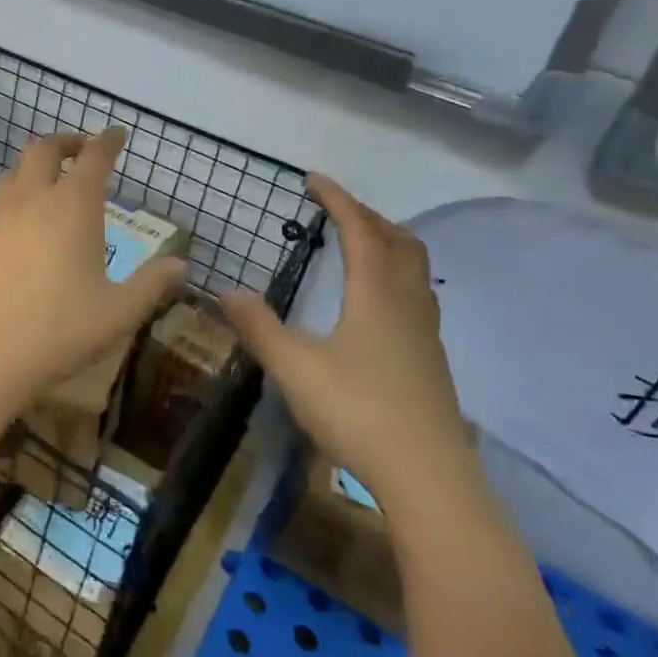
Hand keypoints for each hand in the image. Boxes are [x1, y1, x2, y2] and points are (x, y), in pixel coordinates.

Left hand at [0, 129, 187, 408]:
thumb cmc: (59, 331)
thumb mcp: (119, 312)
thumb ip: (152, 284)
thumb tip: (180, 266)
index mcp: (72, 207)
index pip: (93, 158)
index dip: (107, 141)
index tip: (116, 134)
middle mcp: (32, 200)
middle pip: (44, 149)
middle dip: (66, 142)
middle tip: (81, 151)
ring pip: (14, 172)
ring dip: (35, 167)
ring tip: (50, 184)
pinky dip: (15, 199)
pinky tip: (21, 228)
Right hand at [221, 174, 471, 507]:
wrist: (428, 477)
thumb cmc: (358, 412)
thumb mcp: (294, 368)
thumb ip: (259, 327)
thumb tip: (228, 291)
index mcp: (376, 295)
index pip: (360, 230)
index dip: (337, 199)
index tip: (312, 178)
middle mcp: (406, 305)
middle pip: (399, 242)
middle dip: (368, 216)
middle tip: (336, 209)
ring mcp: (425, 335)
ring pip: (414, 270)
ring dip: (388, 244)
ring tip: (359, 245)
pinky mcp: (430, 361)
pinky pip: (416, 297)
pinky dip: (394, 277)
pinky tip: (375, 305)